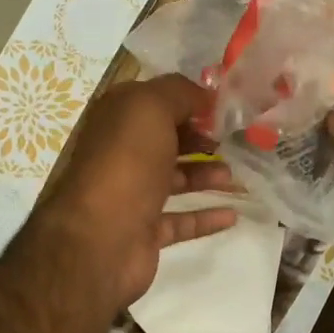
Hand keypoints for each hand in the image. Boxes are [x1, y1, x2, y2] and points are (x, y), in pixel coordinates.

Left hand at [34, 74, 236, 311]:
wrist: (100, 239)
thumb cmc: (125, 164)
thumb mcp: (150, 107)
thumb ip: (179, 93)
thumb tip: (205, 98)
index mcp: (117, 120)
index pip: (154, 101)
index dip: (188, 100)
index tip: (224, 108)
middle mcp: (121, 155)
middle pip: (166, 141)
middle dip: (200, 138)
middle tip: (232, 142)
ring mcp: (132, 196)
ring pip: (175, 180)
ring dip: (206, 175)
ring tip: (233, 177)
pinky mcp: (145, 232)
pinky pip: (181, 221)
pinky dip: (206, 217)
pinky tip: (233, 215)